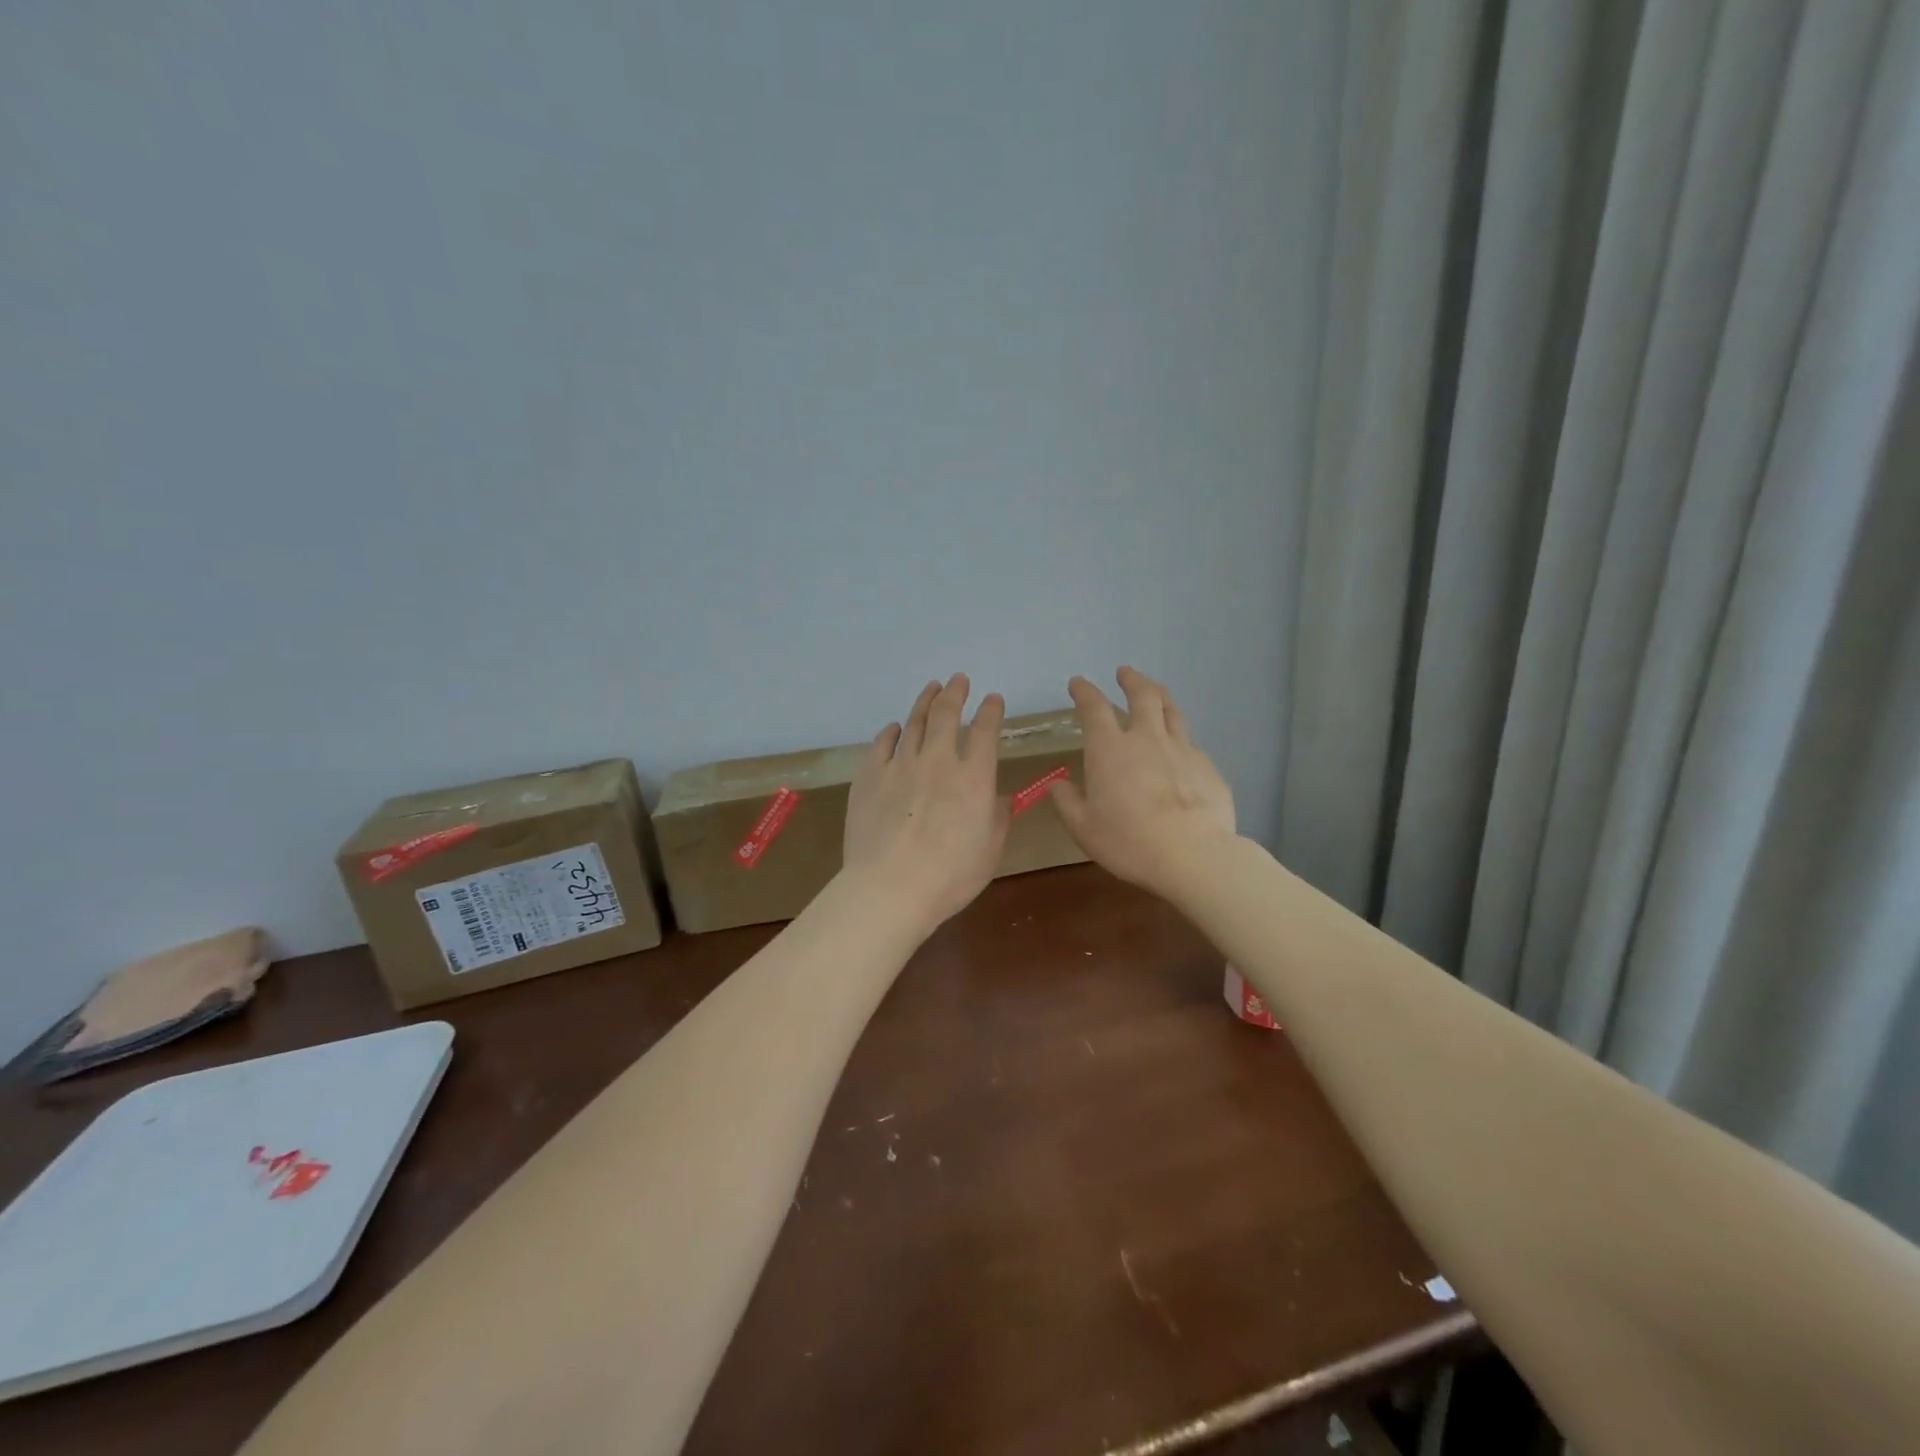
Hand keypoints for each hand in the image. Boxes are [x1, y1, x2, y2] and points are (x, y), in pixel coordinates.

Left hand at [842, 673, 1010, 935]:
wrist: (890, 887)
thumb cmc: (950, 875)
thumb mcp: (990, 850)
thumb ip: (999, 818)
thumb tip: (999, 798)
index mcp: (974, 777)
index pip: (986, 731)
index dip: (991, 710)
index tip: (993, 699)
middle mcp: (938, 761)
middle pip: (947, 715)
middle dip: (955, 692)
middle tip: (959, 679)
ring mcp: (900, 765)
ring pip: (914, 722)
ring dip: (925, 702)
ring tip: (932, 688)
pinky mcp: (869, 776)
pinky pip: (881, 744)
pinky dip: (891, 731)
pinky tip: (895, 727)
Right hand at [1048, 667, 1236, 896]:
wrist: (1192, 855)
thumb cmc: (1128, 841)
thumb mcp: (1083, 828)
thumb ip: (1067, 802)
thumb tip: (1058, 785)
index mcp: (1110, 749)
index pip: (1094, 708)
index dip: (1084, 691)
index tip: (1078, 683)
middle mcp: (1147, 739)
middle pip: (1142, 695)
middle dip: (1131, 679)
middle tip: (1125, 672)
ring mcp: (1182, 749)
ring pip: (1172, 711)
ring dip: (1160, 696)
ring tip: (1156, 691)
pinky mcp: (1208, 767)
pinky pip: (1192, 743)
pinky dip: (1180, 738)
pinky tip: (1180, 748)